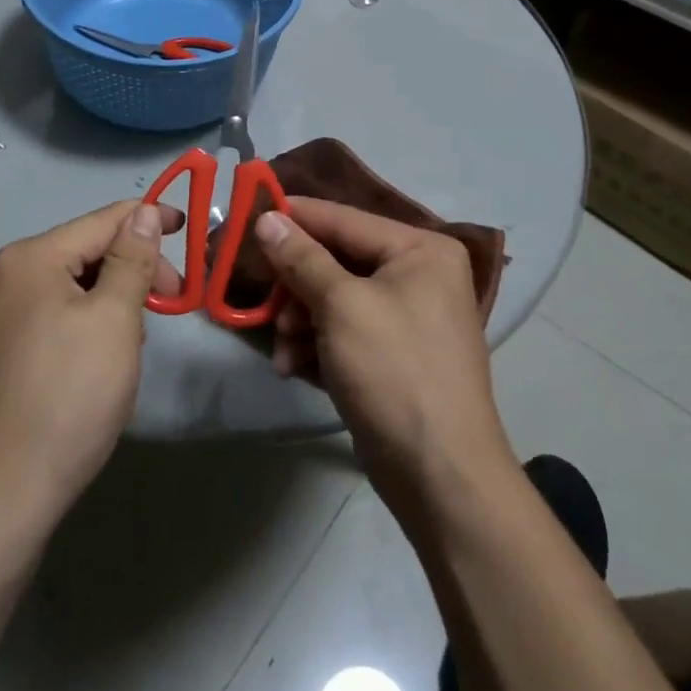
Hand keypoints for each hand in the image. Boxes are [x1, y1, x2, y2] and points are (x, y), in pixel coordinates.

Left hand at [0, 201, 183, 517]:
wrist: (7, 490)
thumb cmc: (70, 393)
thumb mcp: (115, 317)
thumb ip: (132, 258)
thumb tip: (144, 211)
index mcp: (29, 258)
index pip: (101, 221)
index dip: (148, 219)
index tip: (188, 228)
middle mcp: (5, 274)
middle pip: (86, 250)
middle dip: (133, 268)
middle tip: (172, 299)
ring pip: (74, 283)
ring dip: (114, 296)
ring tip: (137, 337)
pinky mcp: (1, 345)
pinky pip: (56, 310)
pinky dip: (89, 319)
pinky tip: (106, 352)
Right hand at [255, 198, 514, 520]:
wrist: (441, 478)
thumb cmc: (394, 372)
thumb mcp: (342, 306)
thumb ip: (302, 258)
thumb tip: (267, 219)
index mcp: (421, 250)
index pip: (345, 219)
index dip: (296, 216)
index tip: (249, 212)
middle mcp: (419, 275)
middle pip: (338, 260)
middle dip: (297, 285)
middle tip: (265, 301)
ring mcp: (408, 318)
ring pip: (336, 299)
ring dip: (301, 320)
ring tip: (283, 349)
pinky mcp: (394, 356)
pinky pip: (345, 332)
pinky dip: (317, 344)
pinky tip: (293, 367)